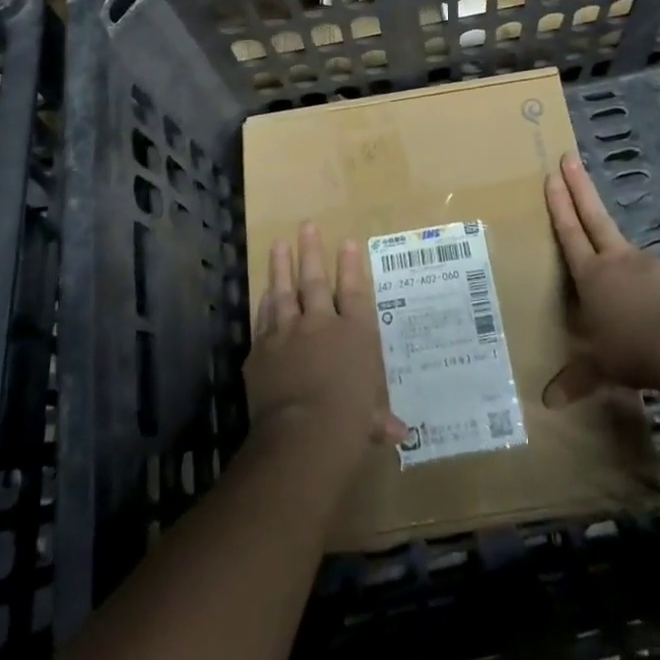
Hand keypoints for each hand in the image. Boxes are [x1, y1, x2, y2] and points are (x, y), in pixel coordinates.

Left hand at [247, 222, 404, 456]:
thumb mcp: (370, 420)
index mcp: (355, 335)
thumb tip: (398, 433)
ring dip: (281, 267)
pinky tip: (264, 292)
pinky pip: (263, 319)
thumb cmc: (349, 423)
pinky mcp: (261, 350)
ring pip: (284, 292)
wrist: (303, 433)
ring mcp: (288, 333)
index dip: (351, 266)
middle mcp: (321, 324)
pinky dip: (264, 303)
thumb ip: (378, 418)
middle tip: (306, 226)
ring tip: (279, 244)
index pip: (354, 292)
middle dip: (311, 251)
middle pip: (316, 281)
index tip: (347, 241)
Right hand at [546, 152, 659, 389]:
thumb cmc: (631, 350)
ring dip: (630, 267)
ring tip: (635, 303)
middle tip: (569, 157)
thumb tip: (547, 403)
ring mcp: (651, 264)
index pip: (569, 232)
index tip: (552, 175)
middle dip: (579, 187)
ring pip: (634, 258)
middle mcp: (618, 260)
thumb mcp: (600, 368)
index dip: (559, 204)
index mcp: (592, 275)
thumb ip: (576, 380)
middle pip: (594, 216)